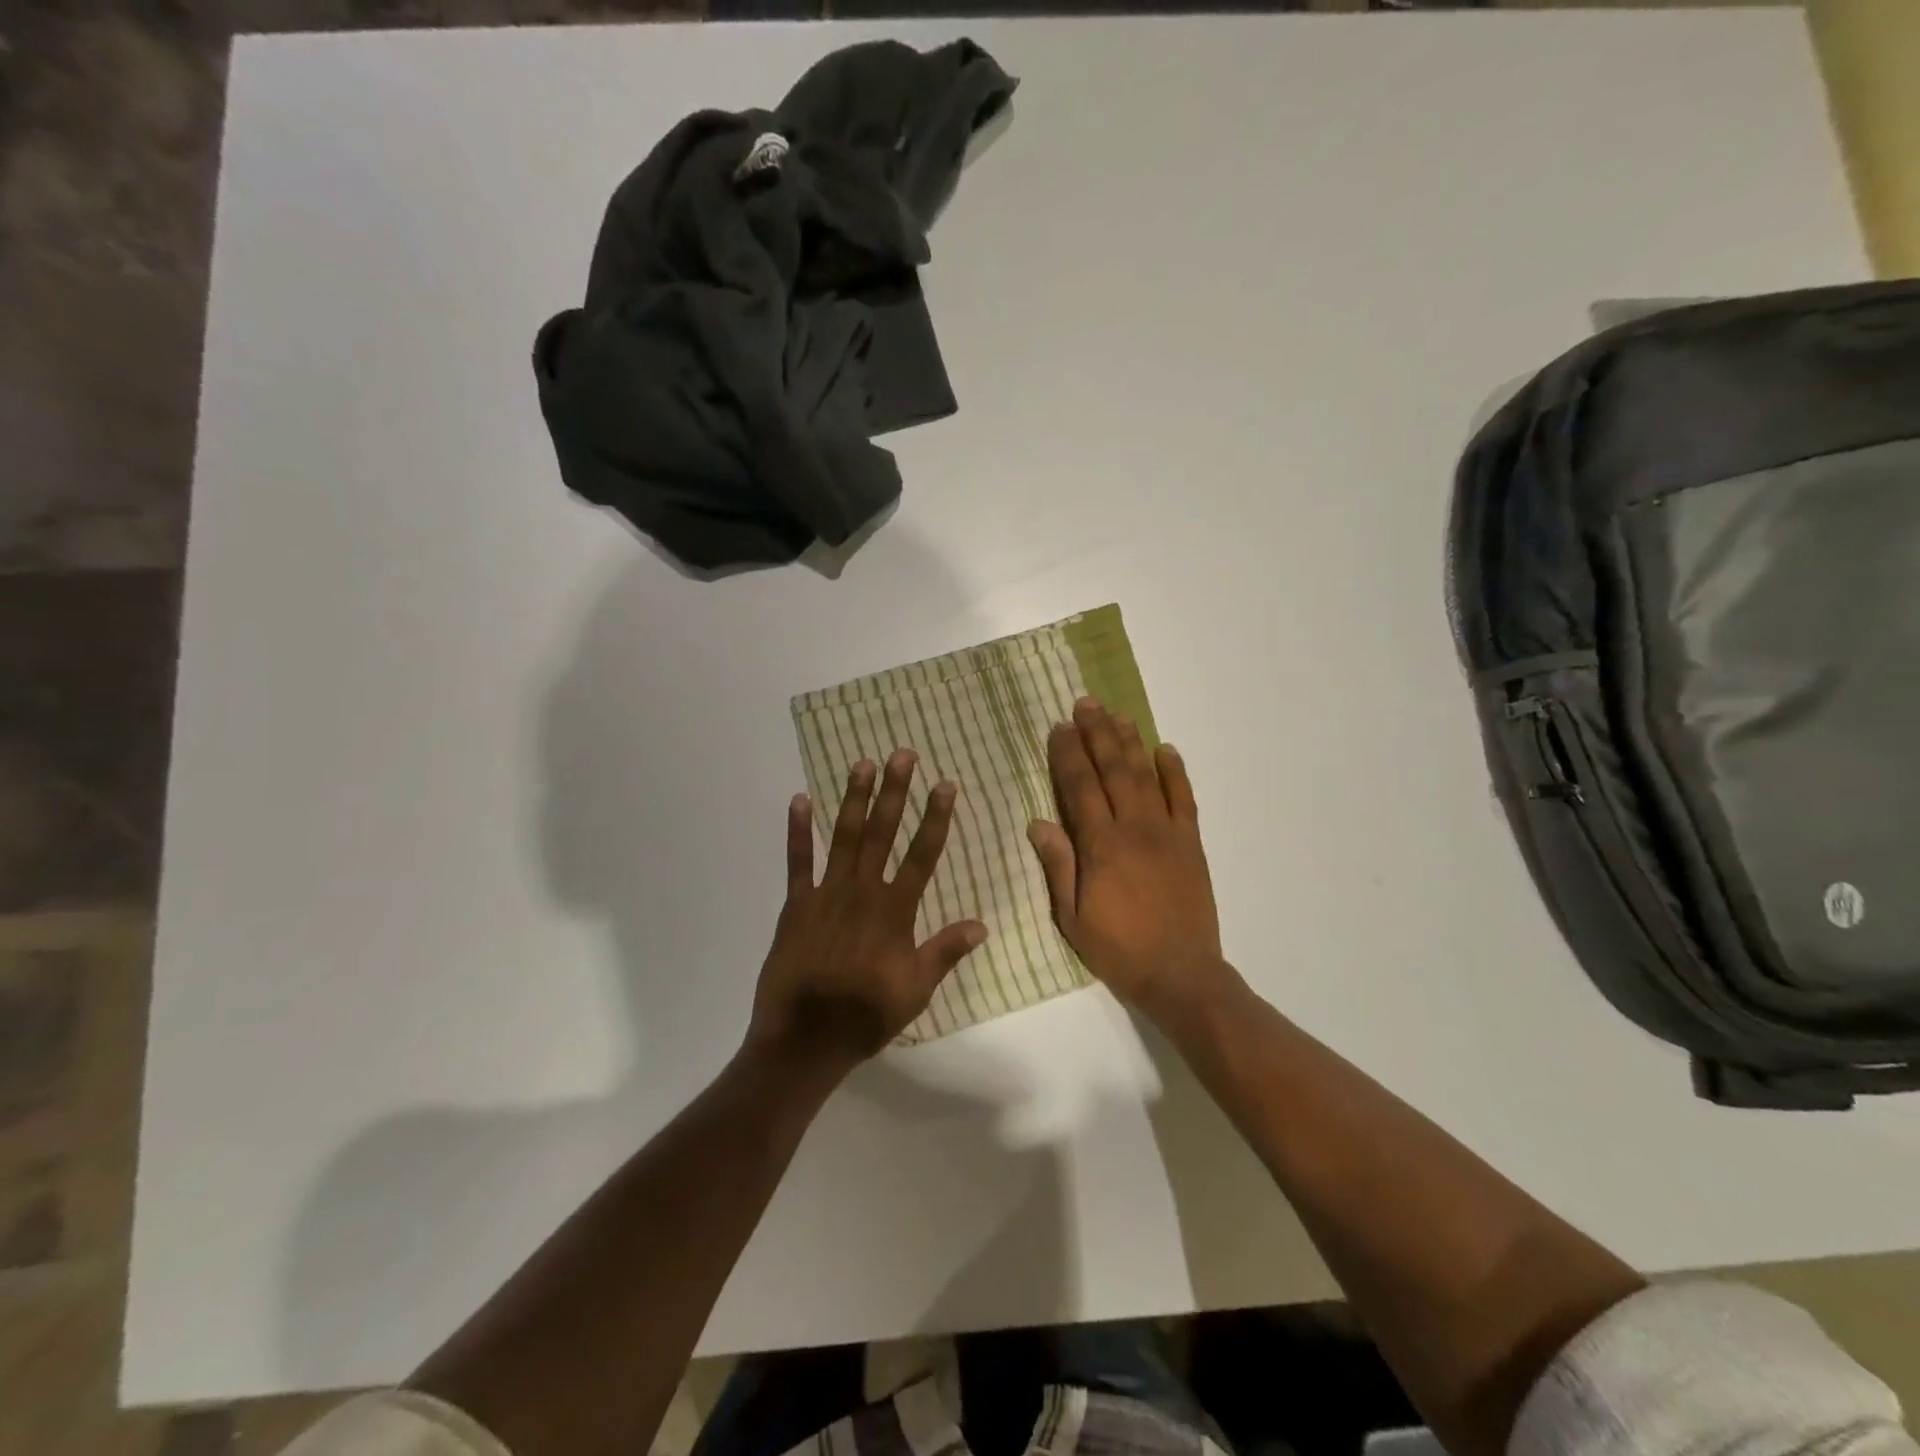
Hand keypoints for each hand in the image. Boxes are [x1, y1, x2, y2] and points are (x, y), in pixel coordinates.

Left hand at [749, 750, 988, 1073]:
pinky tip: (800, 800)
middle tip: (902, 755)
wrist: (805, 1038)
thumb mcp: (916, 990)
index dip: (935, 818)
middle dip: (895, 792)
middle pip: (882, 833)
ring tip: (862, 764)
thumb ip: (946, 952)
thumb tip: (982, 925)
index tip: (945, 785)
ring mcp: (826, 894)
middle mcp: (863, 892)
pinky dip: (798, 830)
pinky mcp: (796, 904)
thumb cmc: (866, 1015)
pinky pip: (797, 861)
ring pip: (843, 836)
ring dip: (853, 798)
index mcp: (895, 911)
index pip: (923, 855)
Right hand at [1028, 698, 1221, 1017]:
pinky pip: (1185, 799)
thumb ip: (1058, 866)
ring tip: (1117, 715)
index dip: (1069, 755)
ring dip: (1130, 743)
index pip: (1081, 788)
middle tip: (1086, 704)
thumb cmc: (1118, 948)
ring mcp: (1167, 833)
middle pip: (1113, 771)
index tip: (1060, 727)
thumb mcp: (1072, 917)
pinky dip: (1175, 772)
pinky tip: (1165, 749)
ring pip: (1146, 777)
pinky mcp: (1192, 843)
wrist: (1180, 974)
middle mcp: (1134, 829)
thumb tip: (1038, 822)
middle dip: (1097, 735)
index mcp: (1101, 846)